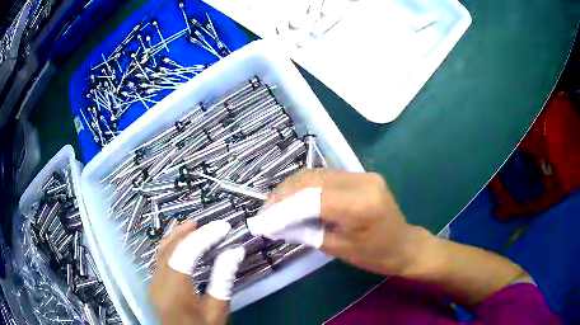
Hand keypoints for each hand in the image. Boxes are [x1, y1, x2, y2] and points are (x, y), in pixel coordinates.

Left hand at [148, 220, 244, 324]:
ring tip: (193, 226)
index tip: (223, 227)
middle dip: (188, 232)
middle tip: (208, 224)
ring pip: (161, 250)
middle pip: (169, 248)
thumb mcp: (217, 310)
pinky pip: (159, 258)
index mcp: (175, 291)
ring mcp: (153, 282)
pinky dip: (170, 246)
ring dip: (177, 236)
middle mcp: (158, 282)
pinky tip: (180, 243)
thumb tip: (235, 251)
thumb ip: (223, 280)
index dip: (204, 237)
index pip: (186, 253)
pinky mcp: (153, 284)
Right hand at [248, 169, 426, 275]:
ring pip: (316, 174)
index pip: (311, 199)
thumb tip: (276, 223)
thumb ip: (306, 231)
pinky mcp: (361, 175)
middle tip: (266, 209)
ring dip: (292, 188)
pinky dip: (306, 187)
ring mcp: (363, 174)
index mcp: (361, 205)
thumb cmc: (375, 255)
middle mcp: (362, 181)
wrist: (404, 244)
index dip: (282, 208)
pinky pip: (326, 177)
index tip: (262, 219)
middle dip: (283, 193)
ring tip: (275, 204)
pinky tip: (294, 198)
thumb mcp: (337, 249)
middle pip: (311, 179)